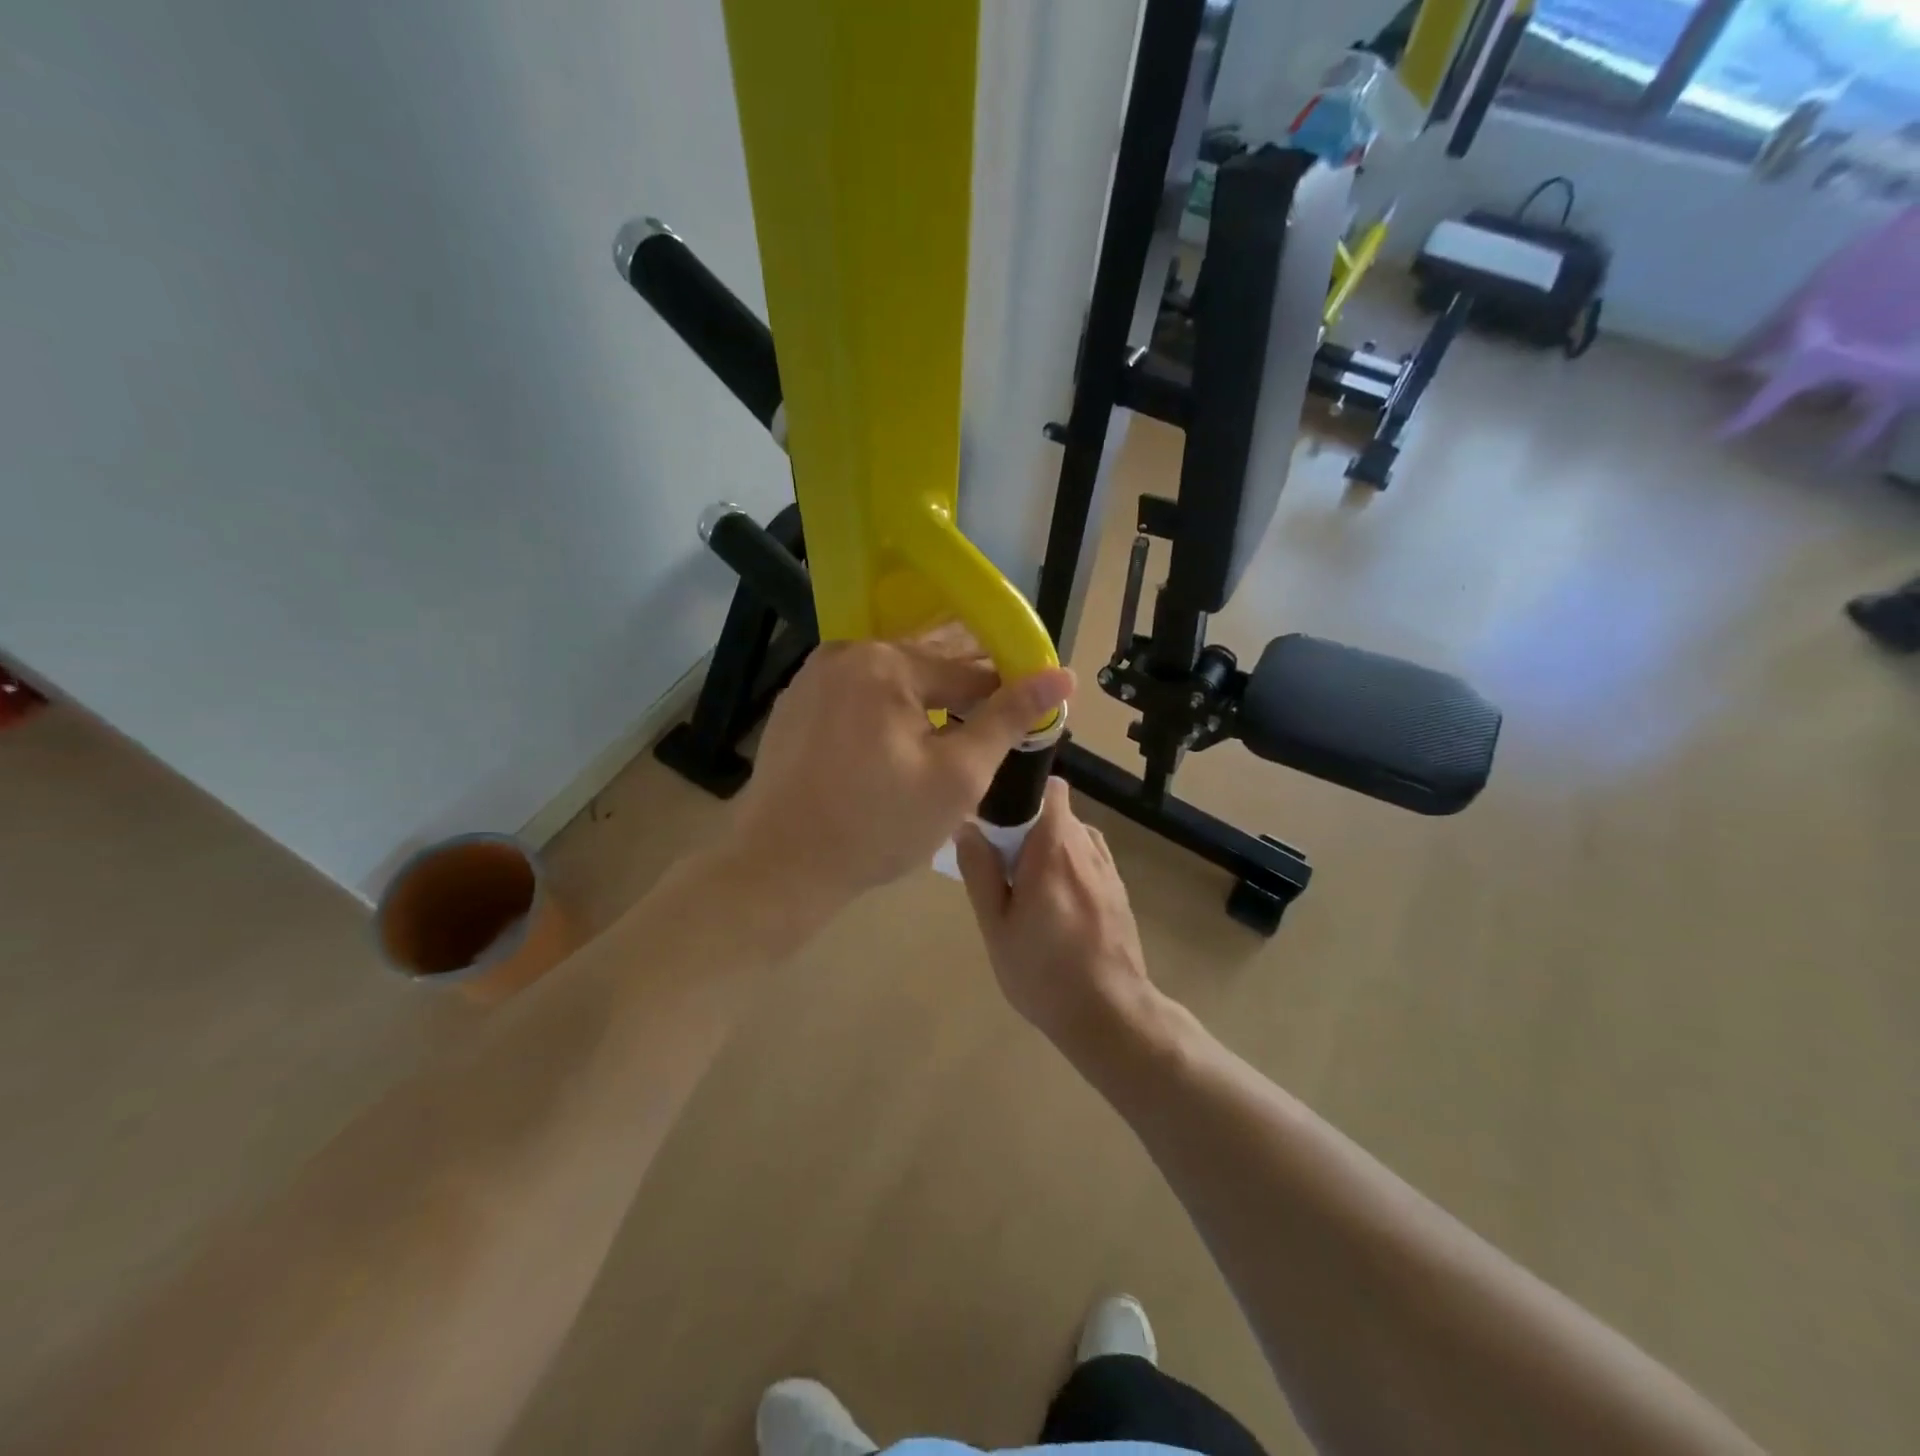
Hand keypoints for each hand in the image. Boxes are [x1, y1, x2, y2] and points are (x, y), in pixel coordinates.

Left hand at [729, 631, 1074, 909]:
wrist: (778, 866)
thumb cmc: (877, 826)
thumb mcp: (957, 777)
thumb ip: (1008, 720)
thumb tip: (1062, 676)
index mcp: (887, 663)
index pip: (969, 670)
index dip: (1006, 696)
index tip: (1025, 723)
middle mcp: (846, 652)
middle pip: (927, 663)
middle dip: (964, 693)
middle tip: (987, 732)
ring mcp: (813, 676)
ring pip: (890, 677)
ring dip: (924, 699)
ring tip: (949, 735)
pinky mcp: (796, 703)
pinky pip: (857, 692)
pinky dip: (885, 708)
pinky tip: (896, 741)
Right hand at [955, 778, 1153, 1046]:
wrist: (1110, 1014)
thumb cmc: (1043, 972)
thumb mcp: (996, 926)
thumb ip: (980, 870)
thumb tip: (967, 826)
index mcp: (1054, 848)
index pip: (1047, 787)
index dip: (1020, 791)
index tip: (994, 815)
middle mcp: (1086, 847)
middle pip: (1055, 811)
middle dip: (1026, 825)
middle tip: (999, 862)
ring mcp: (1108, 868)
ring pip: (1072, 835)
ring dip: (1047, 846)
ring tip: (1025, 885)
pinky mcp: (1119, 889)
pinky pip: (1087, 858)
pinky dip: (1067, 865)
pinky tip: (1053, 903)